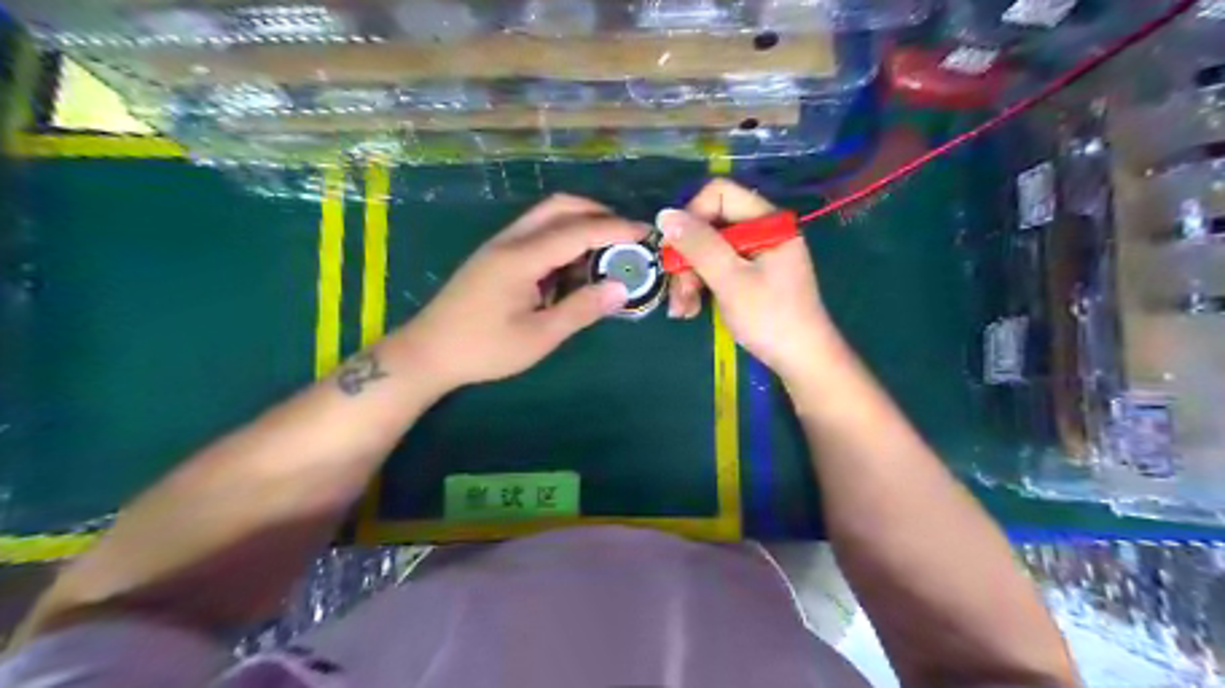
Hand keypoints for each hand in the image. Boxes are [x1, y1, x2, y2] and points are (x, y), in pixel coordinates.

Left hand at [393, 197, 642, 394]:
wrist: (428, 352)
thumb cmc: (485, 349)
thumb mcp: (539, 336)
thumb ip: (581, 309)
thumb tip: (621, 288)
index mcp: (522, 257)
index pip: (578, 230)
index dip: (615, 229)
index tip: (646, 233)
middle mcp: (511, 240)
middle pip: (559, 207)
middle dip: (597, 213)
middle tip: (626, 236)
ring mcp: (500, 245)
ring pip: (546, 216)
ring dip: (579, 224)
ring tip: (606, 251)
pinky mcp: (495, 256)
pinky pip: (535, 233)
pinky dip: (561, 238)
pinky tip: (572, 265)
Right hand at [661, 179, 842, 379]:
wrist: (801, 361)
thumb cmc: (770, 318)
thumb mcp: (731, 280)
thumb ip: (699, 245)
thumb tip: (664, 214)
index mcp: (767, 221)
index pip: (718, 194)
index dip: (691, 217)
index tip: (676, 250)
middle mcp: (760, 231)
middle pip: (709, 225)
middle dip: (687, 258)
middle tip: (677, 292)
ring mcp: (754, 254)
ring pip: (707, 250)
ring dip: (688, 278)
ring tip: (682, 310)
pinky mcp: (748, 275)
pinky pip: (715, 269)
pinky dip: (700, 287)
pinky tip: (690, 311)